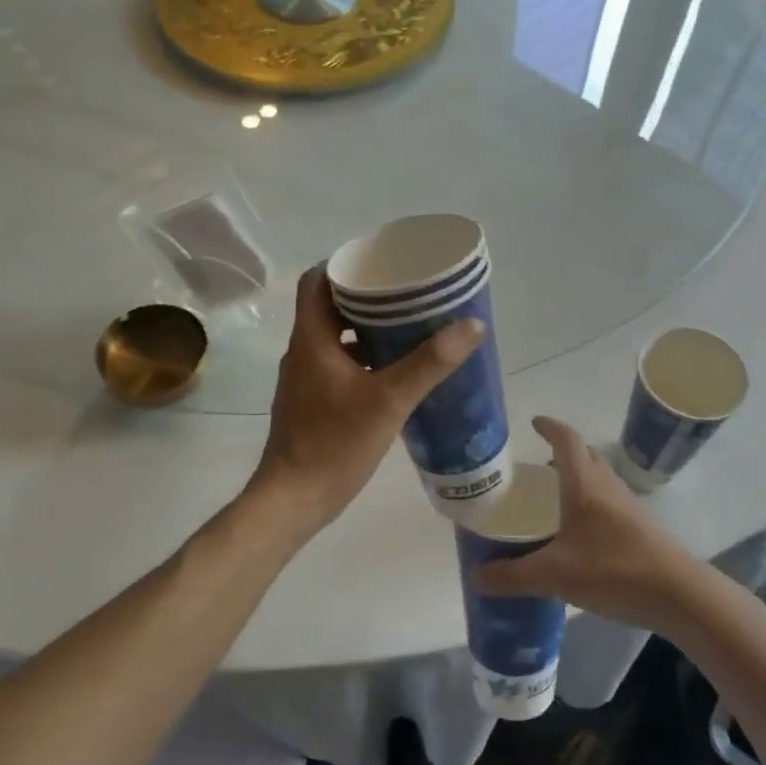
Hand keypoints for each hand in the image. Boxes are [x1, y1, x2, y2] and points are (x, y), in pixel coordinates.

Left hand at [247, 265, 482, 539]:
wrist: (294, 500)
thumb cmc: (334, 443)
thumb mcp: (389, 400)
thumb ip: (429, 363)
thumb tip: (471, 325)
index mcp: (311, 339)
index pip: (316, 280)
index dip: (345, 265)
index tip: (381, 264)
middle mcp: (303, 352)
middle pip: (329, 307)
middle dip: (367, 298)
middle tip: (408, 295)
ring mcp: (305, 380)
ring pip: (335, 339)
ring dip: (367, 331)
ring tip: (408, 329)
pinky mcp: (312, 403)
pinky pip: (338, 366)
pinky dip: (363, 360)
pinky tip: (395, 373)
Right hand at [474, 417, 702, 633]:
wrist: (680, 594)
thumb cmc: (614, 570)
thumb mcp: (555, 576)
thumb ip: (514, 576)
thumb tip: (476, 576)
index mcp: (584, 485)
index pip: (567, 440)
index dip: (550, 427)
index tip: (534, 423)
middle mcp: (606, 486)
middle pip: (584, 455)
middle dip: (561, 453)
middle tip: (536, 466)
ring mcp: (627, 505)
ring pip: (598, 478)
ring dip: (576, 477)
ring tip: (552, 497)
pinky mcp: (639, 526)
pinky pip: (607, 500)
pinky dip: (589, 501)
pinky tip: (578, 532)